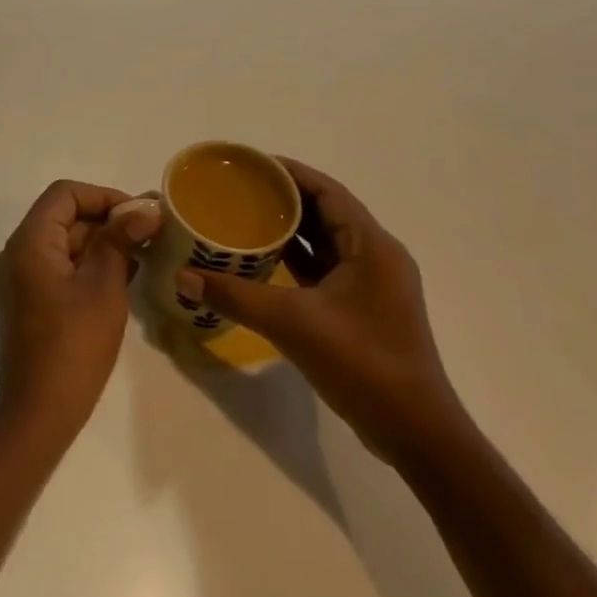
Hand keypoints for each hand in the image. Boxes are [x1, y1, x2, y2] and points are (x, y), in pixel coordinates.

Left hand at [0, 181, 162, 446]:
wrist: (39, 412)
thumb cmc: (73, 346)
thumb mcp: (104, 287)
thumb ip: (121, 240)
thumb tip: (145, 208)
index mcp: (29, 242)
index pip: (65, 194)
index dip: (105, 196)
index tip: (141, 214)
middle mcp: (16, 252)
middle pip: (64, 217)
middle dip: (108, 220)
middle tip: (153, 234)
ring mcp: (19, 278)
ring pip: (64, 242)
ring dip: (103, 243)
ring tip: (146, 254)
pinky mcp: (28, 300)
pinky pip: (60, 267)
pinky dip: (90, 265)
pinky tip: (125, 275)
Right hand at [180, 158, 465, 467]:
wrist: (414, 432)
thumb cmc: (362, 364)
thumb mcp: (293, 324)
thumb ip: (235, 296)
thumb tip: (182, 277)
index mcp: (372, 247)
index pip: (328, 191)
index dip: (290, 173)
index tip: (249, 164)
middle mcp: (376, 257)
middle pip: (326, 213)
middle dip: (284, 199)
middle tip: (237, 191)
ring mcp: (371, 285)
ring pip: (325, 243)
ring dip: (289, 230)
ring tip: (243, 218)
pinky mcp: (362, 309)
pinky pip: (325, 270)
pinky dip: (296, 261)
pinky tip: (262, 261)